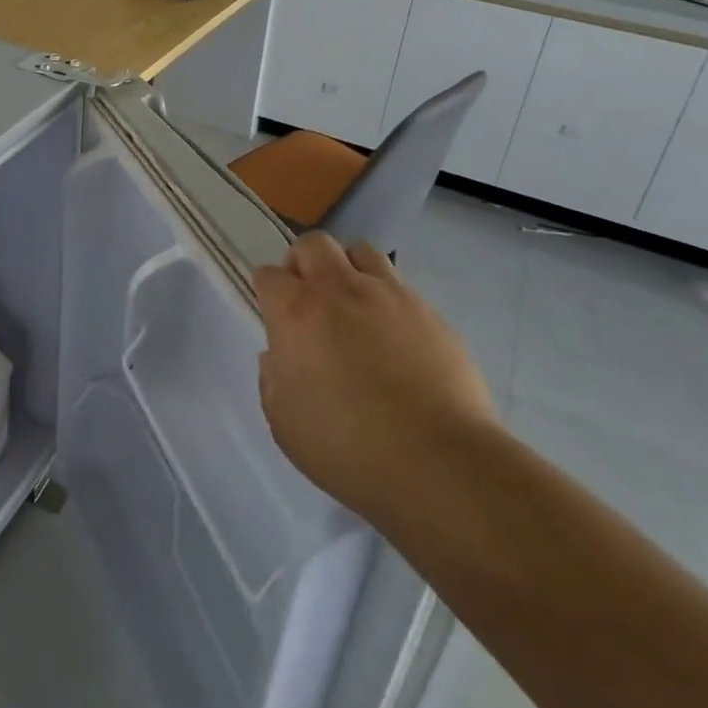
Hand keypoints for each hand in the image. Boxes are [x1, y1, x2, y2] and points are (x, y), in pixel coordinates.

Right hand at [254, 233, 495, 523]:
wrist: (440, 462)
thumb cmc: (349, 449)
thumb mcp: (285, 425)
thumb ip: (273, 380)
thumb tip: (279, 356)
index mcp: (297, 313)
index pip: (269, 275)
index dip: (267, 291)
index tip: (273, 313)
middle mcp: (340, 289)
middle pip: (314, 245)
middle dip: (303, 263)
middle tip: (308, 298)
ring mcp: (390, 295)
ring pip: (361, 251)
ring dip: (348, 269)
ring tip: (353, 306)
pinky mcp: (429, 311)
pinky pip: (399, 285)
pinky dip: (386, 298)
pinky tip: (393, 335)